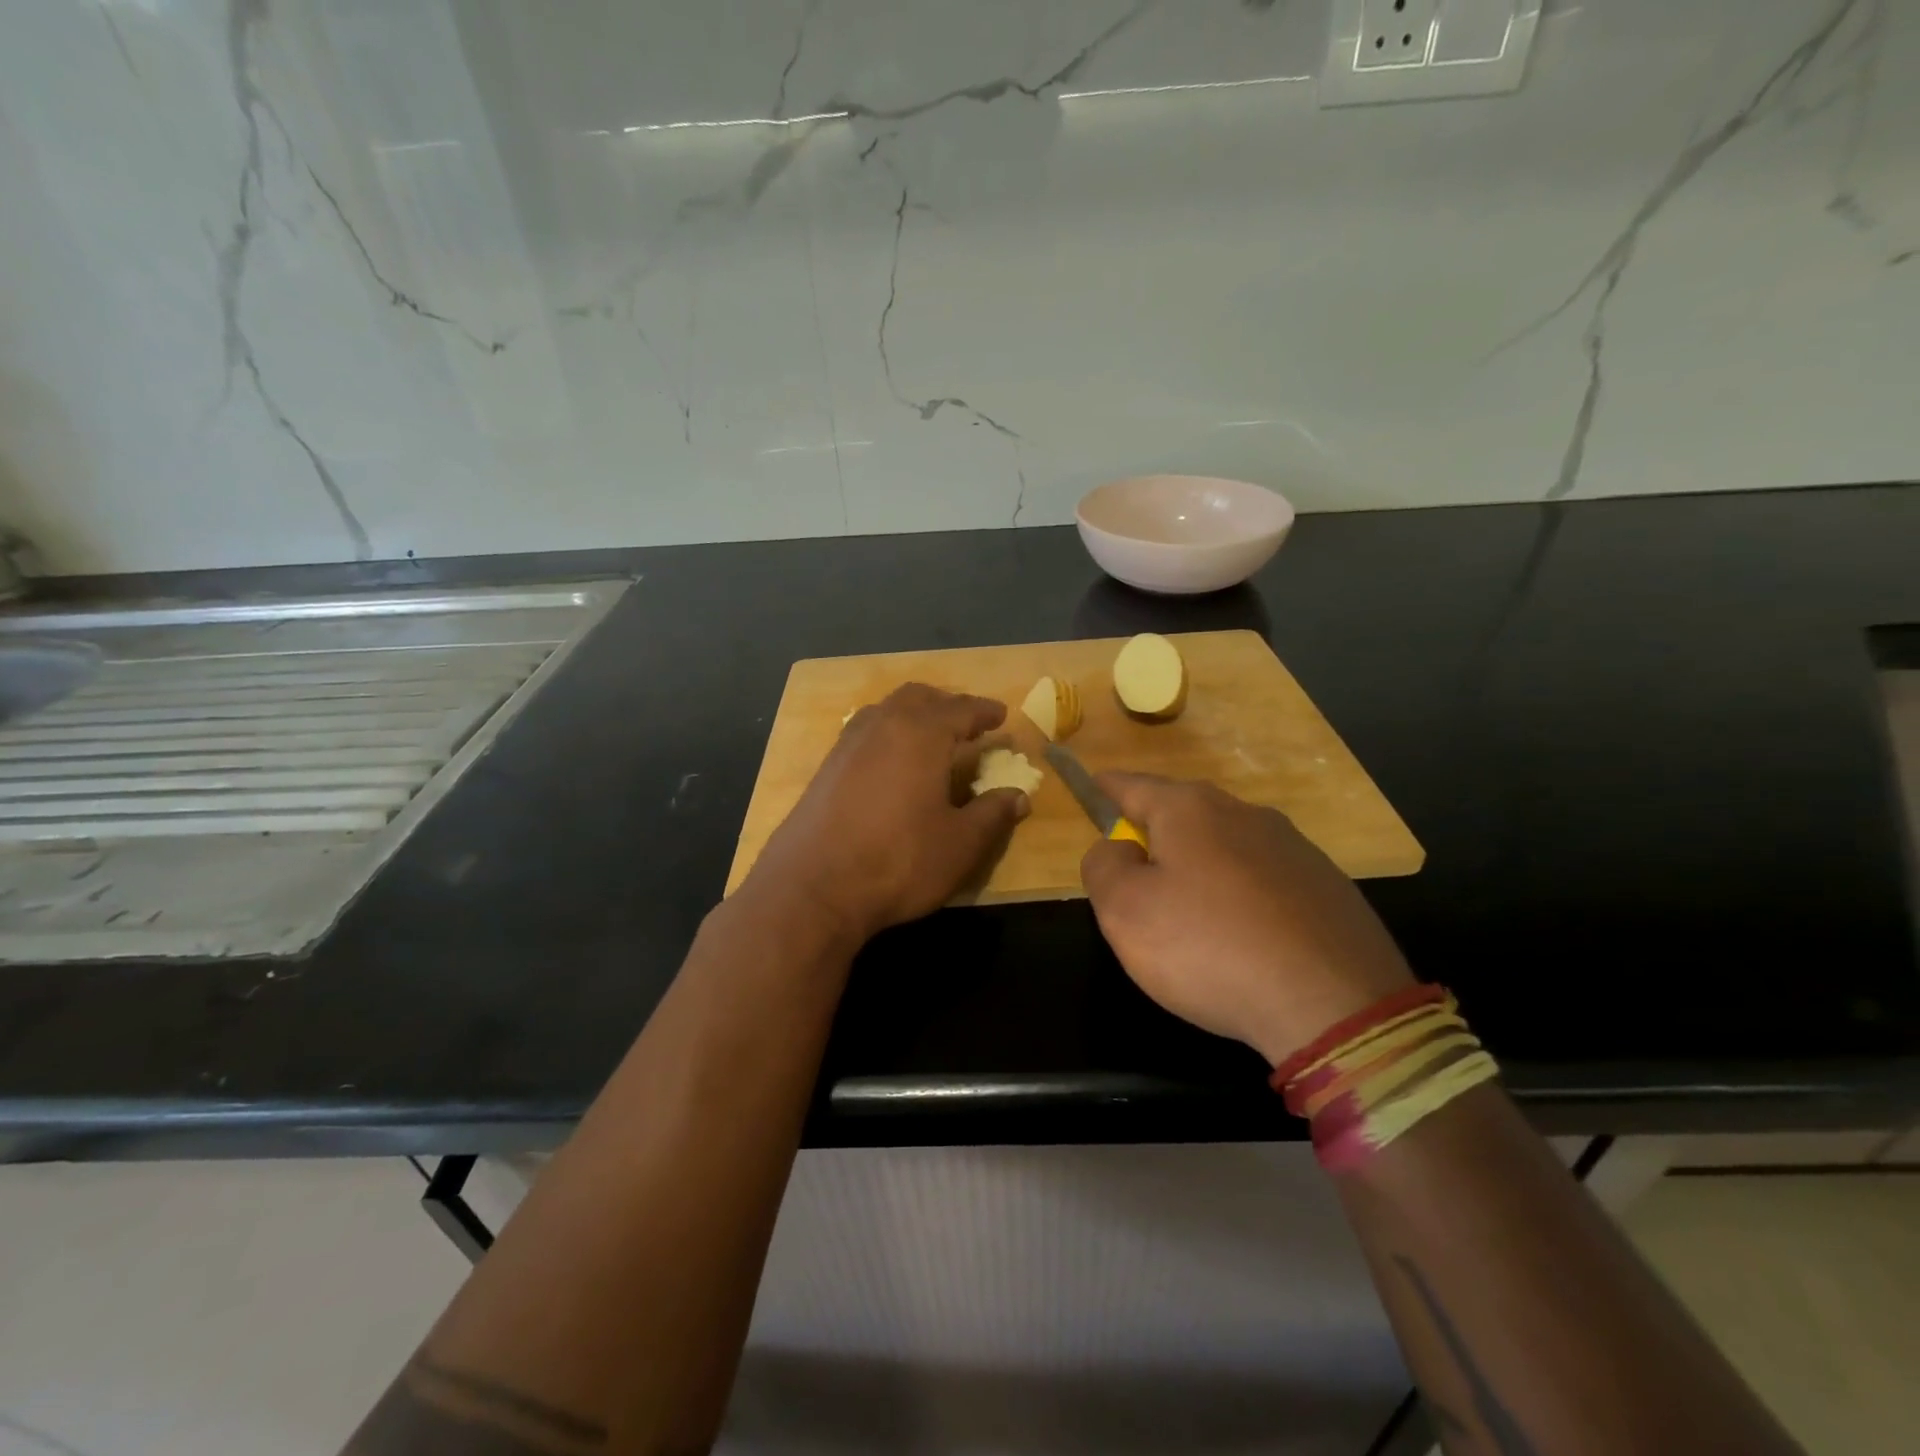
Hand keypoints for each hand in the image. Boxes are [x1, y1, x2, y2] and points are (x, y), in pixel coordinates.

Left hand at [743, 683, 1029, 946]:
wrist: (812, 889)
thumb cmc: (898, 861)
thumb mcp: (960, 844)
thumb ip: (992, 814)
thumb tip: (1019, 796)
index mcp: (920, 733)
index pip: (961, 709)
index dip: (984, 712)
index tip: (1001, 716)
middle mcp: (882, 726)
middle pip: (918, 697)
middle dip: (946, 704)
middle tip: (966, 722)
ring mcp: (847, 745)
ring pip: (886, 711)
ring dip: (913, 715)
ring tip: (931, 738)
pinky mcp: (825, 768)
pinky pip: (865, 733)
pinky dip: (888, 734)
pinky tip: (892, 763)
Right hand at [1080, 774, 1414, 1065]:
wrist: (1333, 1004)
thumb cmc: (1208, 947)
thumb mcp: (1124, 910)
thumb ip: (1104, 867)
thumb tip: (1117, 848)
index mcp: (1190, 809)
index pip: (1133, 785)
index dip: (1106, 788)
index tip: (1092, 787)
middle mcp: (1245, 813)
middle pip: (1182, 814)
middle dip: (1155, 835)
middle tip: (1136, 876)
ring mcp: (1294, 847)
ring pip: (1227, 846)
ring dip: (1201, 867)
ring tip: (1192, 918)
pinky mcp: (1328, 885)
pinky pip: (1265, 880)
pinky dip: (1243, 897)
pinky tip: (1244, 939)